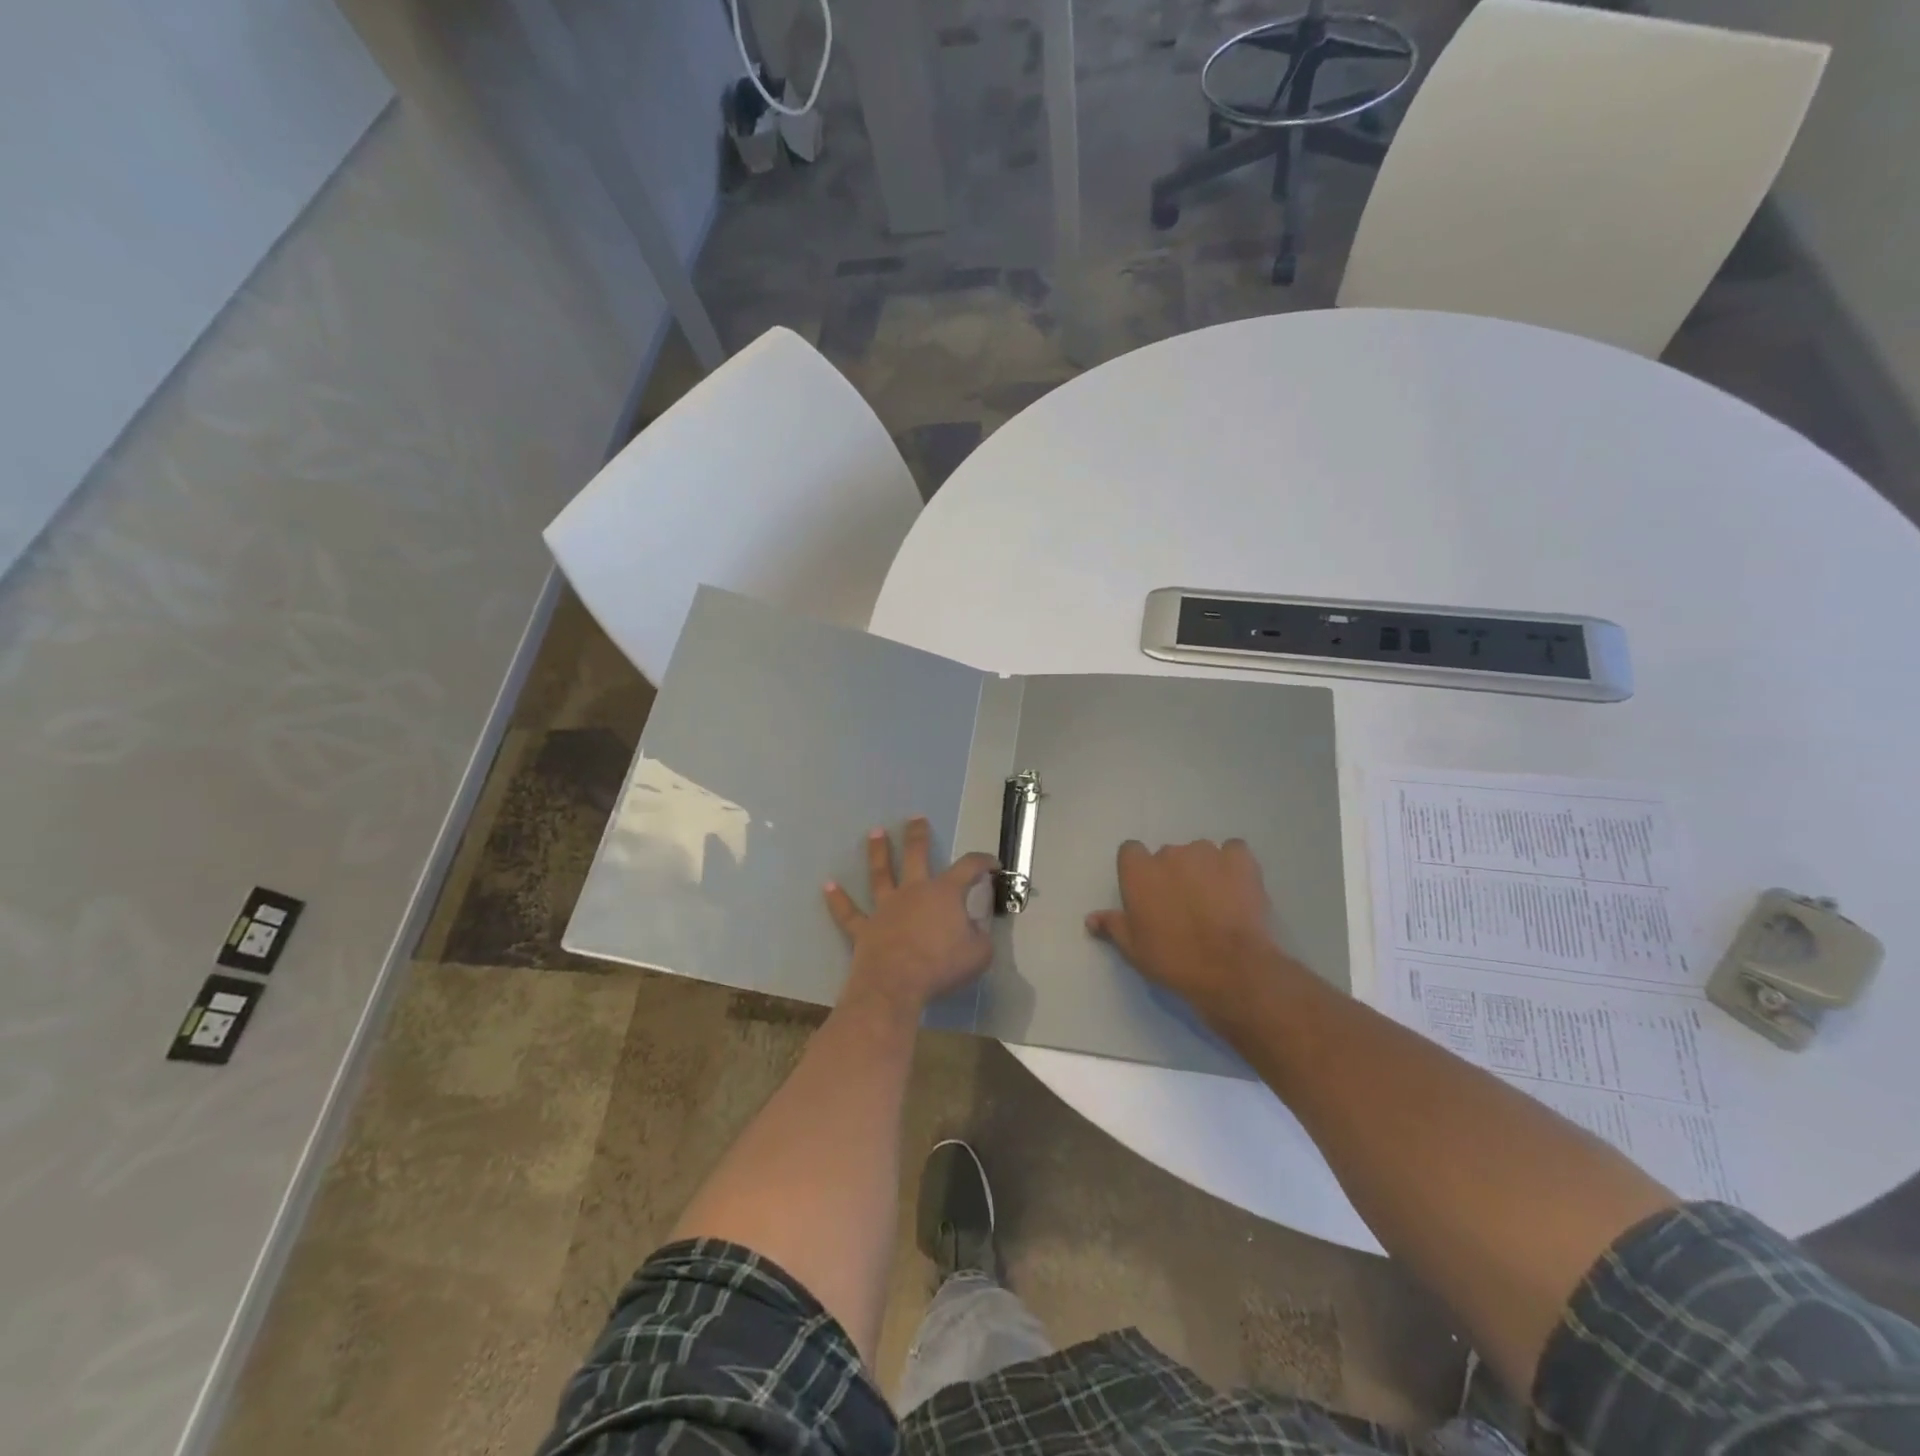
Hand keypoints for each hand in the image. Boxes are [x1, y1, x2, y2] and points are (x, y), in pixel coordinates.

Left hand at [825, 818, 998, 1016]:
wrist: (896, 984)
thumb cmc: (941, 966)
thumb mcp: (979, 954)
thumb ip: (980, 936)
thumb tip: (976, 928)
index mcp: (945, 893)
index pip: (968, 867)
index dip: (982, 862)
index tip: (992, 863)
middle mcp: (913, 891)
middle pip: (916, 855)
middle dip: (918, 835)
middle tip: (916, 818)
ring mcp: (886, 908)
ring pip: (881, 874)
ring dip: (878, 852)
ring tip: (874, 832)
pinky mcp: (864, 928)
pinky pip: (849, 912)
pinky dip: (838, 900)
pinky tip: (827, 886)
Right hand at [1085, 838, 1296, 1018]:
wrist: (1230, 968)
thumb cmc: (1173, 959)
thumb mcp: (1134, 949)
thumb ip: (1113, 926)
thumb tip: (1091, 918)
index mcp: (1138, 871)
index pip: (1130, 852)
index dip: (1139, 871)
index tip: (1149, 893)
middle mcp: (1169, 853)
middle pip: (1167, 855)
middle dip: (1174, 874)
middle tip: (1184, 905)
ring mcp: (1206, 853)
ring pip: (1200, 854)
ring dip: (1203, 870)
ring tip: (1216, 901)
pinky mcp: (1239, 859)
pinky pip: (1233, 851)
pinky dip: (1233, 865)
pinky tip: (1237, 887)